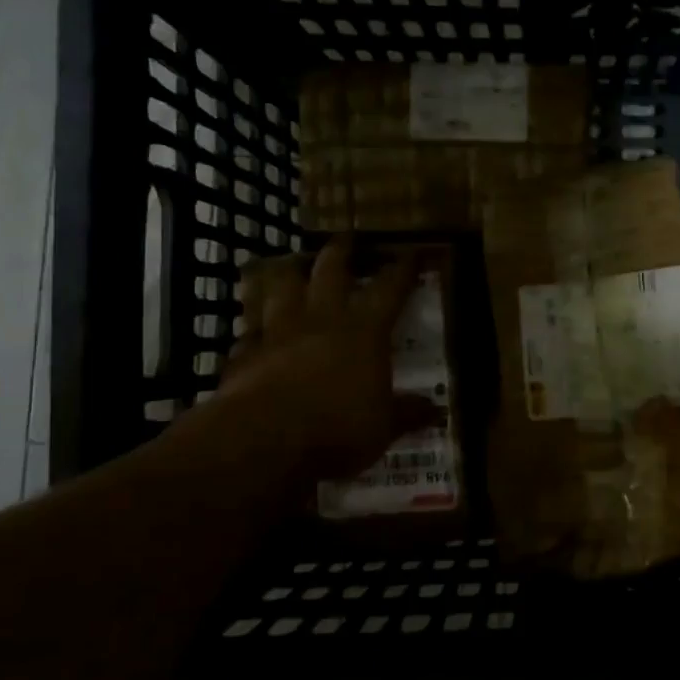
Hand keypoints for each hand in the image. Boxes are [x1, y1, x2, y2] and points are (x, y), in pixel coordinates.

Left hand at [172, 238, 440, 486]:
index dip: (402, 270)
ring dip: (289, 274)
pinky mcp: (243, 354)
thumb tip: (436, 411)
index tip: (411, 253)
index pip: (389, 290)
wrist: (262, 440)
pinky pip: (248, 331)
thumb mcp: (384, 428)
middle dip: (341, 252)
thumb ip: (408, 414)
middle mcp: (321, 320)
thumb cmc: (337, 429)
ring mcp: (277, 333)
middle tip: (345, 239)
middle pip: (330, 271)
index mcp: (364, 332)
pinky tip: (254, 331)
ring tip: (293, 266)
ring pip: (281, 288)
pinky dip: (254, 327)